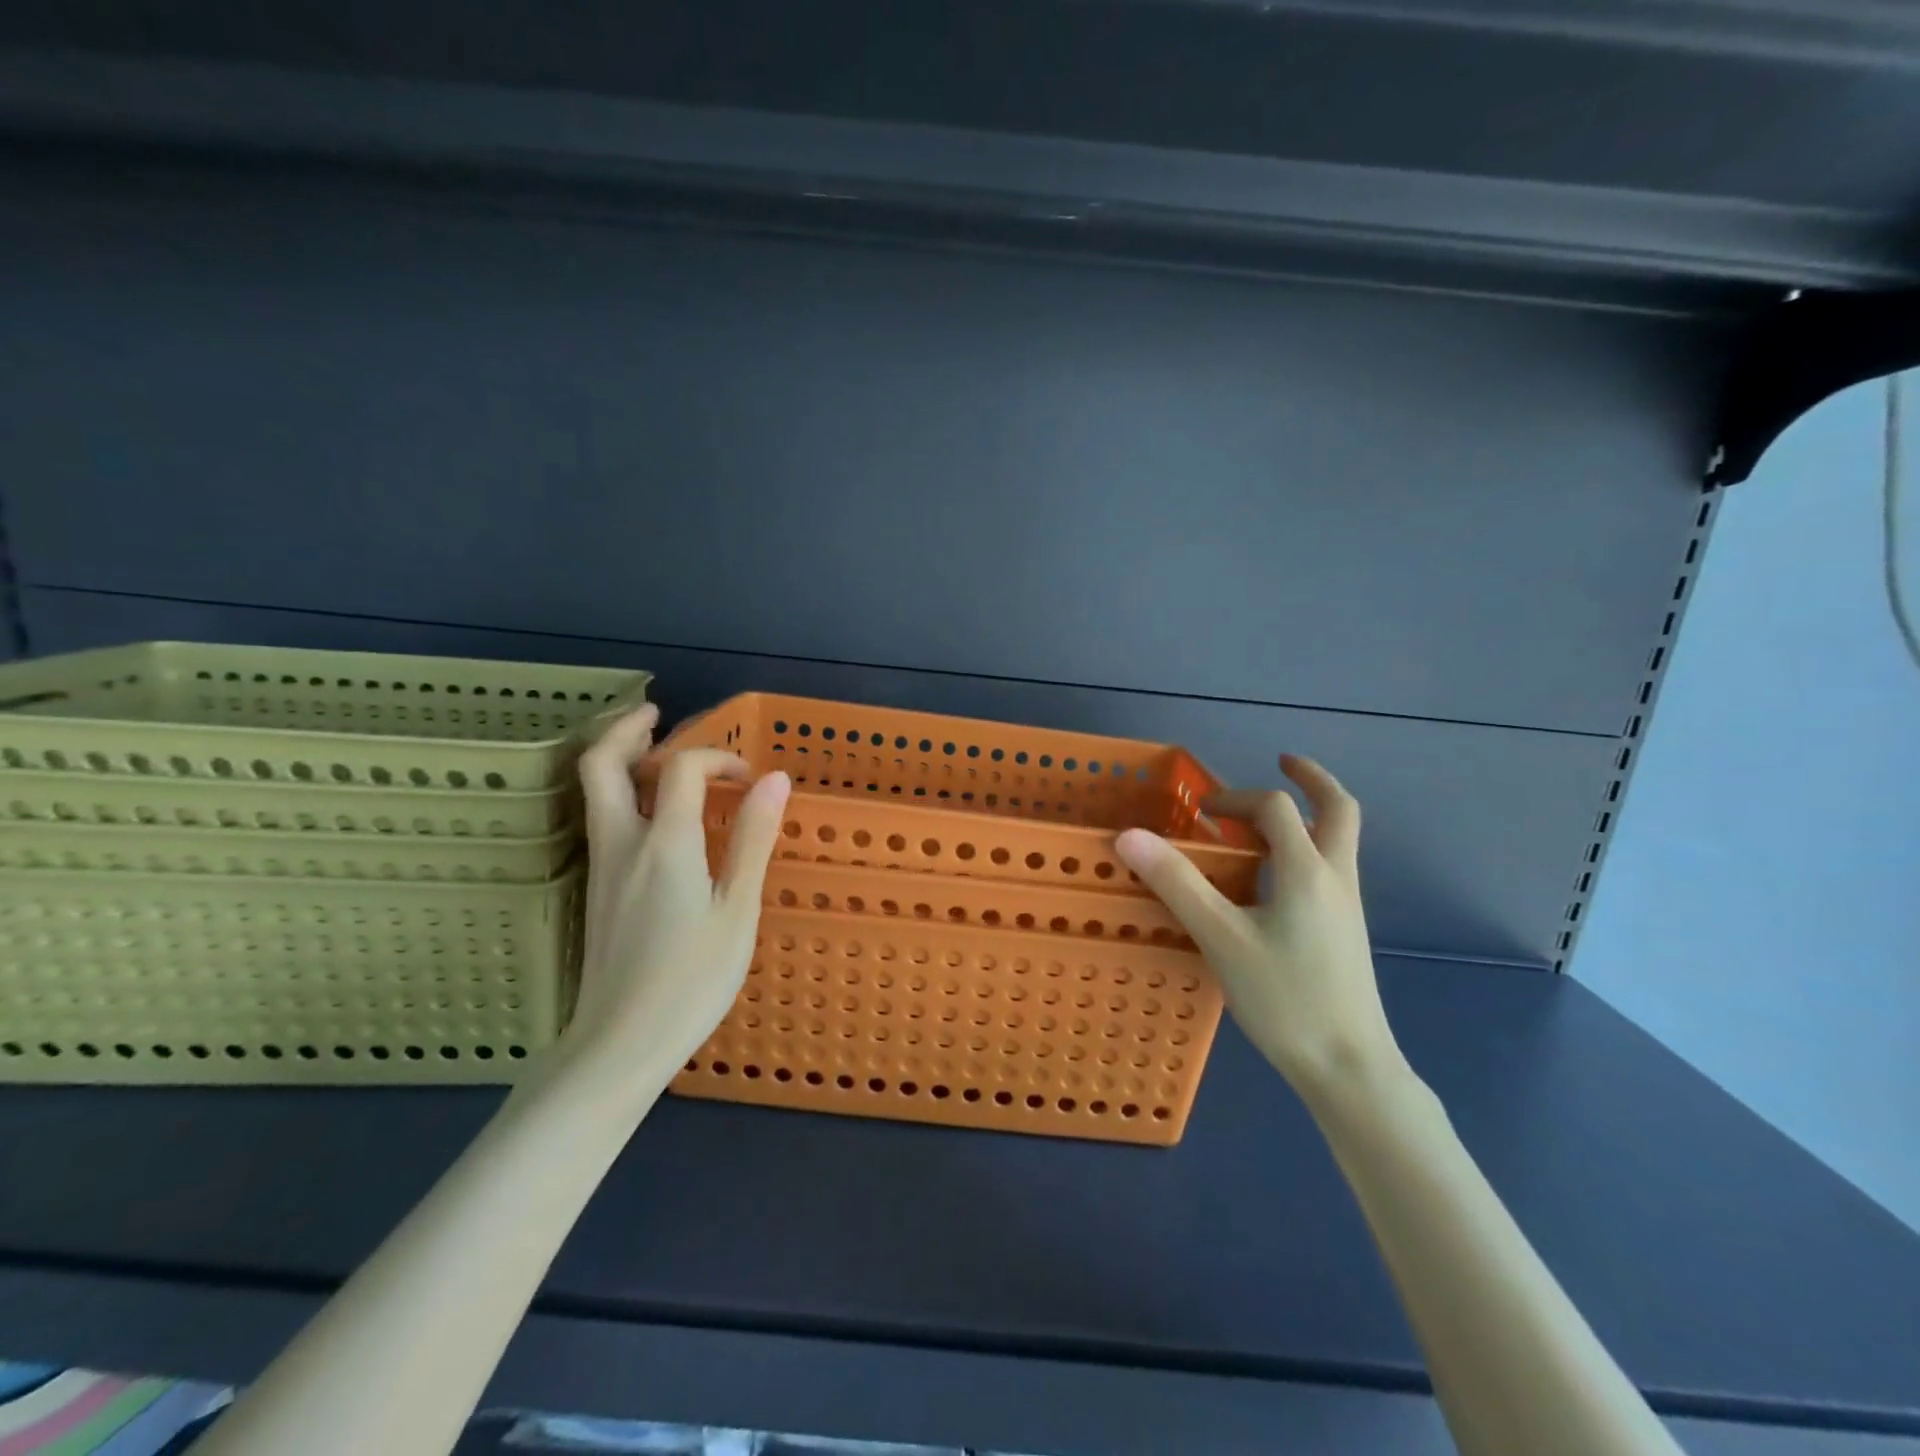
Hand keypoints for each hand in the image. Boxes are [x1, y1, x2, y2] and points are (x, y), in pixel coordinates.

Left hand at [561, 704, 791, 1083]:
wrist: (620, 1044)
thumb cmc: (692, 979)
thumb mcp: (738, 910)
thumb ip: (753, 839)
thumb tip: (775, 779)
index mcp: (664, 843)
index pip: (679, 769)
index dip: (716, 758)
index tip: (749, 778)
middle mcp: (623, 843)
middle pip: (601, 765)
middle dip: (626, 730)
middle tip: (657, 715)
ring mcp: (602, 867)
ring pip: (594, 792)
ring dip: (620, 759)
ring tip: (655, 751)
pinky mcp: (597, 890)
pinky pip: (602, 819)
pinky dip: (622, 793)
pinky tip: (653, 813)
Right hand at [1114, 754, 1403, 1104]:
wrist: (1349, 1069)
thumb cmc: (1284, 999)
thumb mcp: (1221, 938)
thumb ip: (1176, 883)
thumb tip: (1129, 836)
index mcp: (1308, 870)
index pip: (1275, 808)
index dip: (1235, 799)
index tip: (1200, 813)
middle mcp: (1336, 878)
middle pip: (1339, 810)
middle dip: (1311, 779)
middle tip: (1283, 762)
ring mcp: (1346, 906)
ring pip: (1339, 840)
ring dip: (1309, 813)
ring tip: (1268, 818)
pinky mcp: (1345, 931)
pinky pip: (1329, 868)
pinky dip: (1306, 848)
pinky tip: (1274, 876)